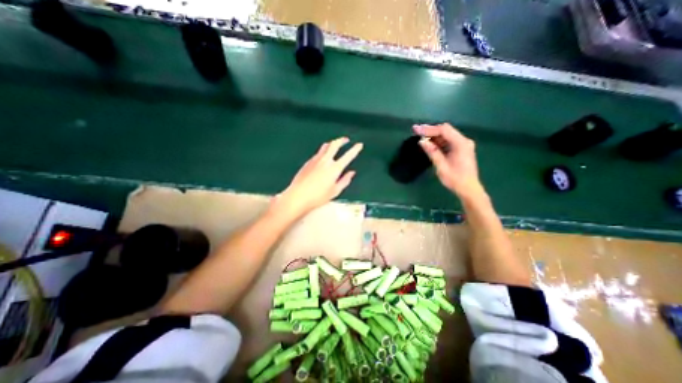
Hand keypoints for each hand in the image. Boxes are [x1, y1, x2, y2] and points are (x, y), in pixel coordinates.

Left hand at [270, 137, 361, 219]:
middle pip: (334, 144)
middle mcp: (325, 160)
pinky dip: (324, 151)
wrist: (298, 196)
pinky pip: (318, 153)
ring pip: (325, 146)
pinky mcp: (308, 162)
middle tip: (346, 140)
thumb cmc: (318, 197)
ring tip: (335, 145)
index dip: (355, 149)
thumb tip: (352, 173)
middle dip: (341, 140)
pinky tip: (323, 156)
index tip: (359, 145)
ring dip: (332, 144)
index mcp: (335, 168)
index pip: (348, 156)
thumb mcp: (335, 191)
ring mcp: (315, 160)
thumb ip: (345, 180)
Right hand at [413, 125, 480, 198]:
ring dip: (434, 136)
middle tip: (417, 132)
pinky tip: (430, 144)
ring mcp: (463, 144)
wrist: (469, 189)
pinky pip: (448, 141)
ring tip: (421, 138)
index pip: (444, 130)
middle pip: (446, 130)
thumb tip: (422, 141)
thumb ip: (432, 152)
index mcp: (461, 144)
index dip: (429, 129)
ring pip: (447, 135)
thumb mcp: (441, 166)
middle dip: (430, 131)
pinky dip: (438, 141)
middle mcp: (464, 141)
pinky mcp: (461, 149)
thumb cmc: (455, 179)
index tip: (416, 130)